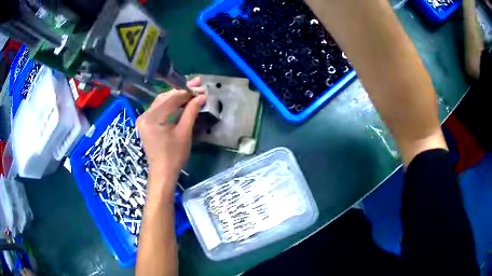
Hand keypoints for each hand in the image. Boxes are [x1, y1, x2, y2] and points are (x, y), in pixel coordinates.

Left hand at [136, 77, 205, 187]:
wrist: (162, 173)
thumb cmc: (174, 156)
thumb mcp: (184, 133)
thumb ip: (191, 111)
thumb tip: (201, 96)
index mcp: (152, 118)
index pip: (171, 98)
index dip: (187, 92)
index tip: (201, 88)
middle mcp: (145, 115)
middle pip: (165, 97)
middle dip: (182, 91)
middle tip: (198, 85)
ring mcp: (144, 119)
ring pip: (162, 102)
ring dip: (177, 96)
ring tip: (192, 90)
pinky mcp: (146, 123)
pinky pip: (159, 109)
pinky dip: (171, 105)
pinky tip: (181, 101)